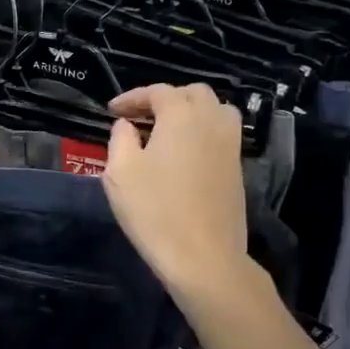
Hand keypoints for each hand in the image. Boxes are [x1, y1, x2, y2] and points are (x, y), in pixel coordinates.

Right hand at [102, 84, 249, 296]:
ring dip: (190, 112)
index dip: (133, 97)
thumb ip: (120, 139)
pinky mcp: (237, 169)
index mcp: (181, 117)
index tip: (112, 111)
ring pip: (215, 110)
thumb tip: (127, 126)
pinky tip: (184, 154)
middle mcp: (211, 122)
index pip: (158, 92)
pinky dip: (203, 132)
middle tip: (141, 118)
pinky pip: (222, 134)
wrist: (203, 256)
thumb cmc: (154, 211)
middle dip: (165, 99)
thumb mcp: (120, 173)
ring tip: (167, 131)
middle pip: (193, 94)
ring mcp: (230, 146)